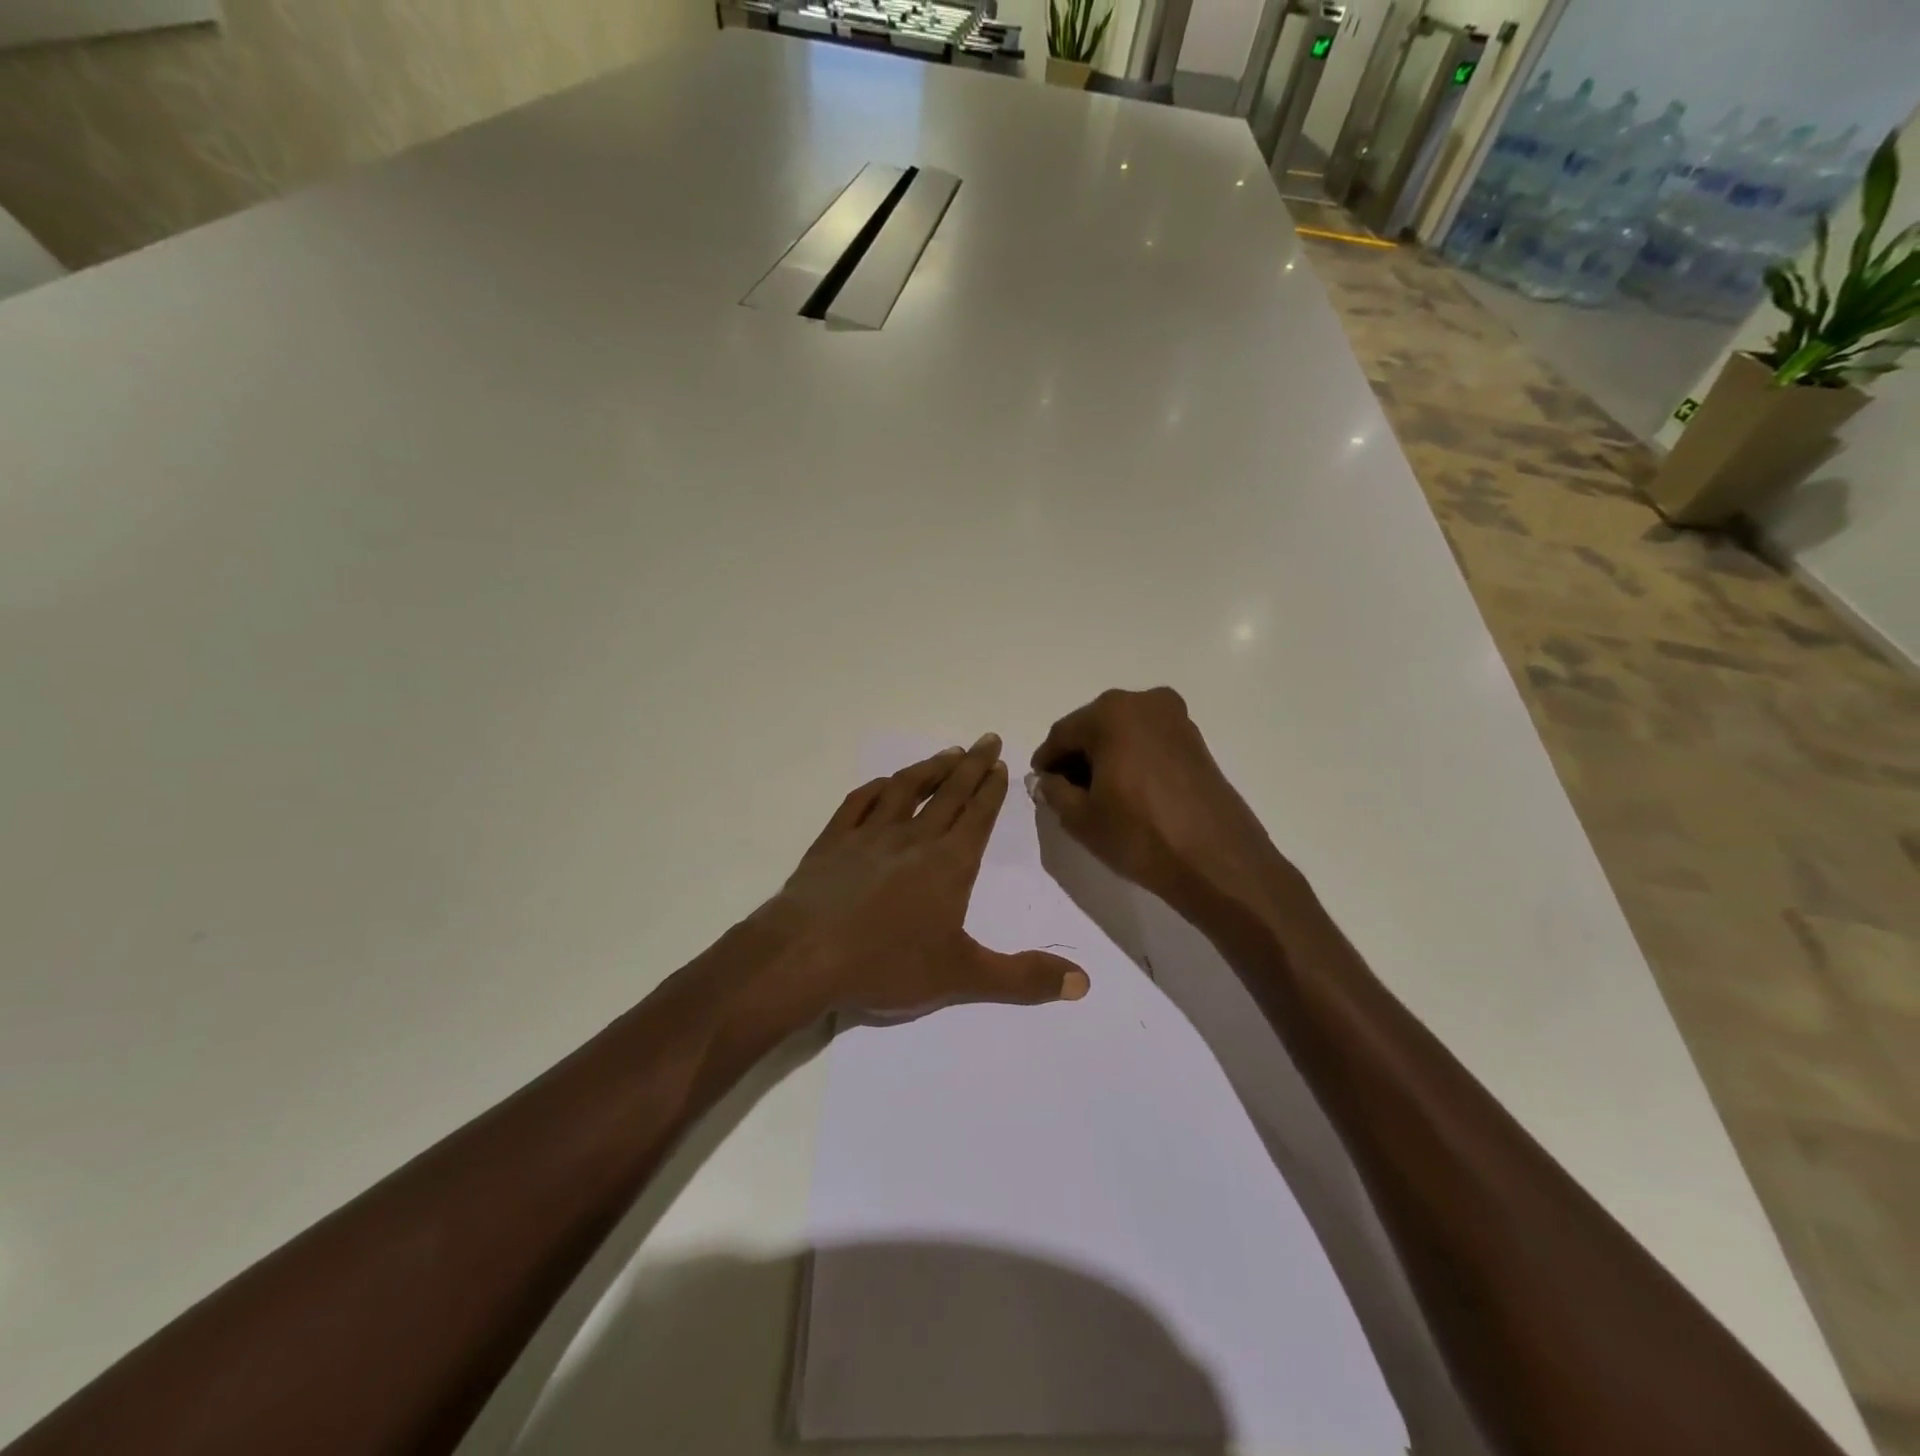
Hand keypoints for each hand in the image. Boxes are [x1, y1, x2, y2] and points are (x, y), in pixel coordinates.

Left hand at [763, 734, 1089, 1020]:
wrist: (803, 956)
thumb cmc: (887, 964)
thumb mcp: (962, 977)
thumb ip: (1023, 978)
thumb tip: (1084, 983)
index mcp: (948, 864)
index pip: (978, 815)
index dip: (992, 788)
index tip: (1001, 762)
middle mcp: (913, 838)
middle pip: (948, 792)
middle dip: (971, 765)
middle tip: (986, 739)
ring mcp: (868, 836)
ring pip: (905, 789)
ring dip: (929, 768)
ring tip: (947, 752)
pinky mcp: (832, 842)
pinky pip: (858, 803)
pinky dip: (875, 789)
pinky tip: (882, 784)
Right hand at [1030, 687, 1288, 918]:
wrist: (1217, 860)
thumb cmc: (1140, 834)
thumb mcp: (1081, 818)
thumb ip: (1054, 792)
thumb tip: (1047, 780)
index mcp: (1111, 713)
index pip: (1062, 734)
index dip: (1047, 761)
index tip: (1040, 785)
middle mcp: (1144, 703)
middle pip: (1094, 727)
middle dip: (1077, 757)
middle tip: (1066, 791)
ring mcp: (1176, 719)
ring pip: (1123, 733)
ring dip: (1105, 757)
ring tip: (1098, 796)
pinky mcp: (1196, 740)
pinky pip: (1149, 742)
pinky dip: (1132, 759)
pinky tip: (1127, 791)